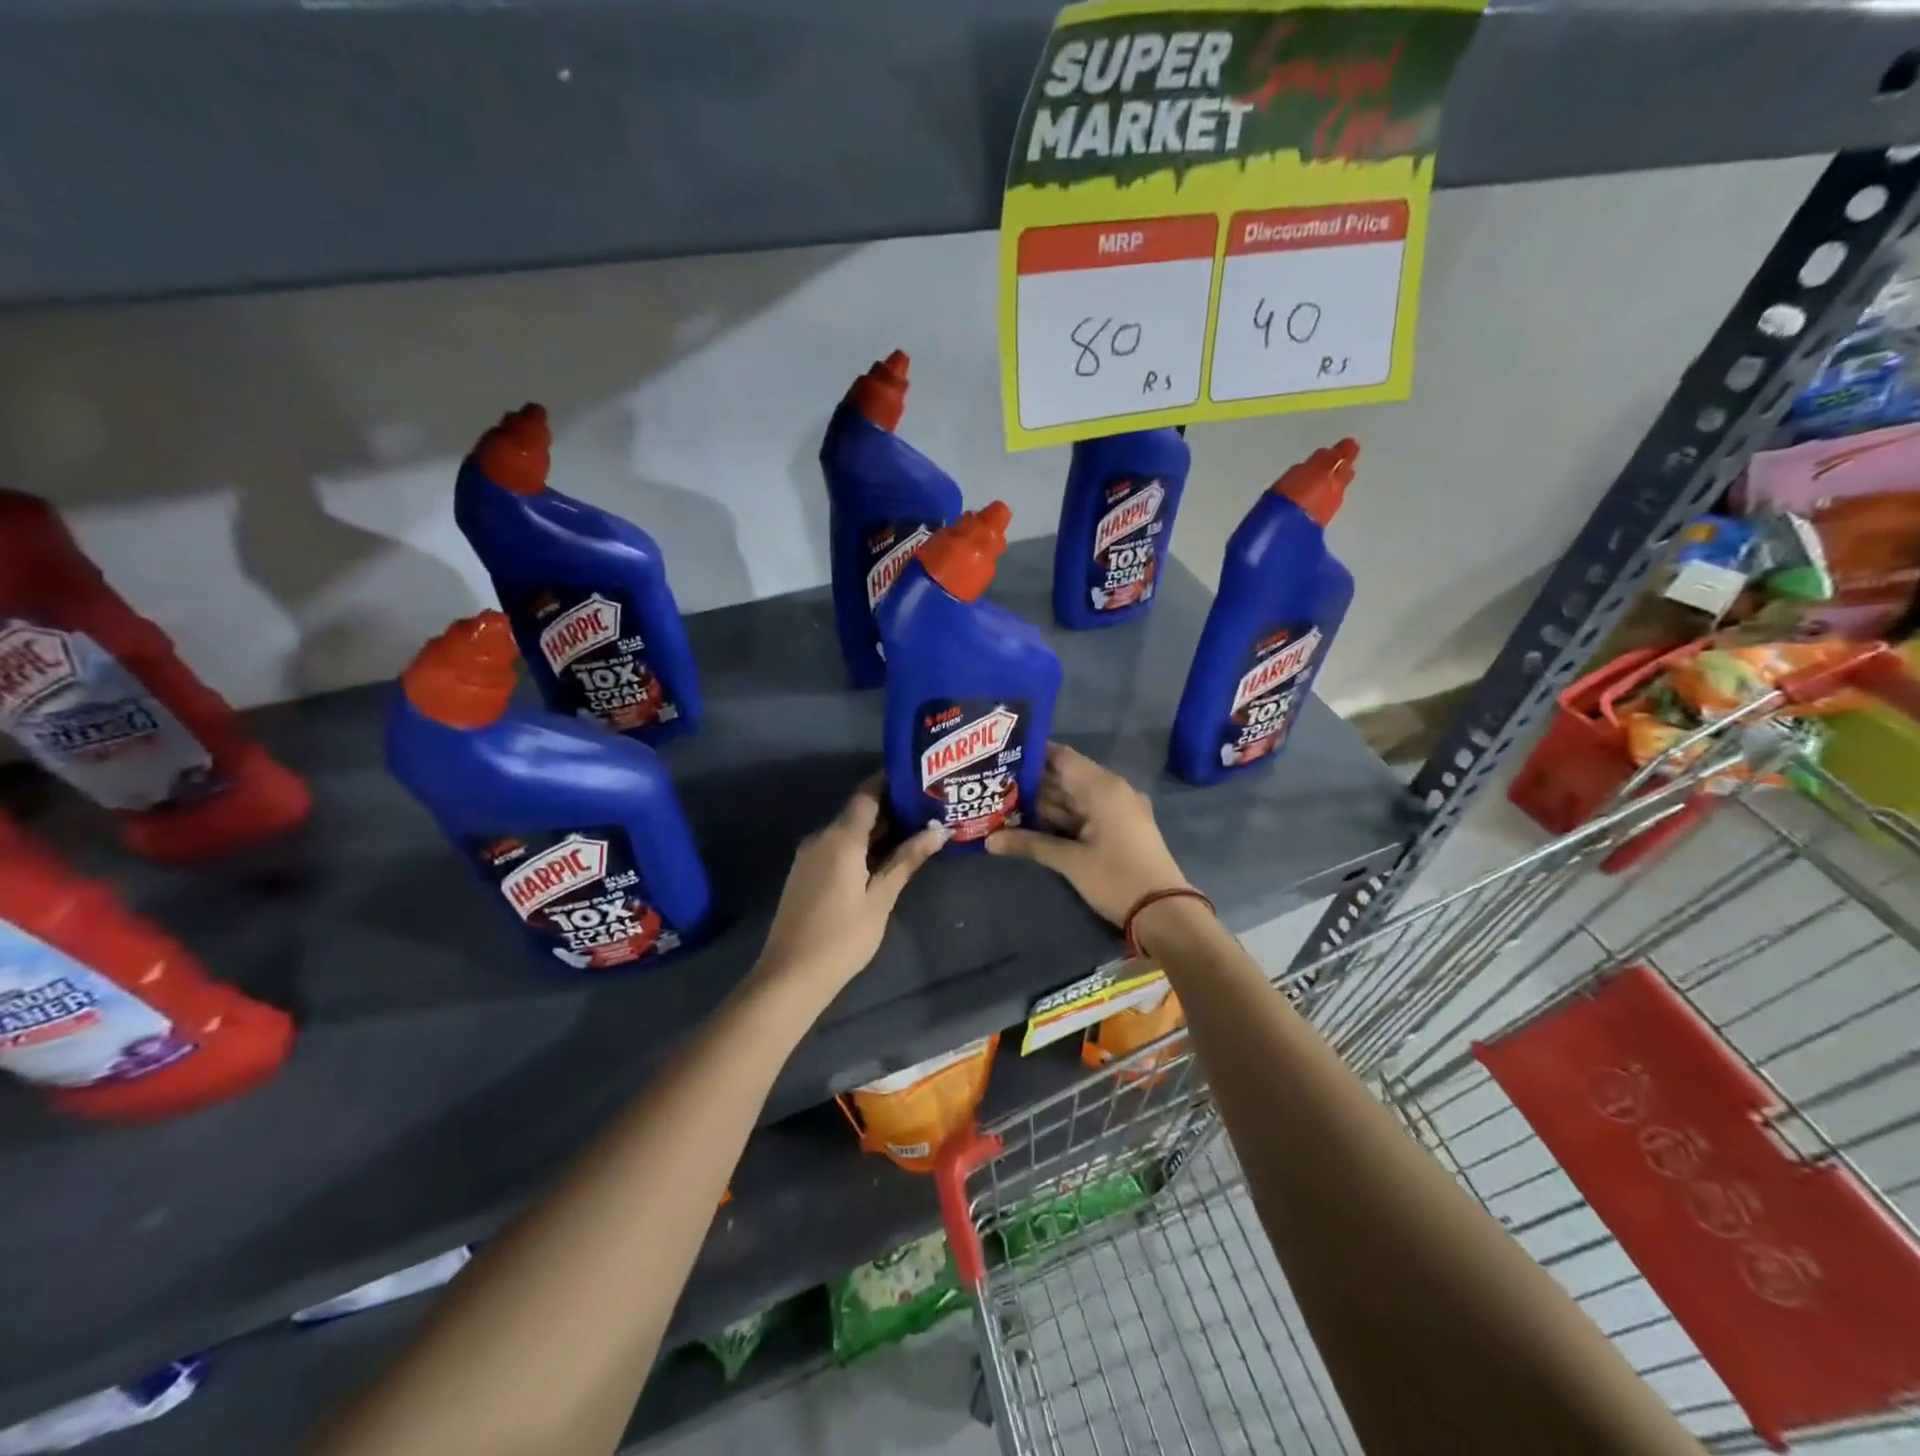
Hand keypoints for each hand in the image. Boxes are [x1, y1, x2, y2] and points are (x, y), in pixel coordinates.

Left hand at [755, 776, 947, 992]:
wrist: (790, 976)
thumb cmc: (842, 937)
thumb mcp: (881, 898)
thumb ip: (907, 860)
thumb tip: (940, 831)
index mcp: (840, 837)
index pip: (868, 794)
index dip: (892, 782)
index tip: (921, 778)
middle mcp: (821, 838)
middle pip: (859, 812)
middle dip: (893, 809)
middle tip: (931, 809)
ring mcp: (810, 856)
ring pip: (849, 831)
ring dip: (879, 830)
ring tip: (918, 832)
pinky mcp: (807, 874)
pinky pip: (838, 848)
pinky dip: (863, 846)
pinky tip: (887, 858)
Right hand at [987, 743, 1189, 925]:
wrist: (1165, 911)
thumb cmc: (1117, 878)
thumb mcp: (1070, 861)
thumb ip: (1029, 844)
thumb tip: (988, 840)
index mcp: (1102, 787)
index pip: (1061, 757)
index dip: (1031, 754)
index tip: (1000, 755)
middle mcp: (1111, 790)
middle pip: (1065, 777)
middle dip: (1031, 782)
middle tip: (993, 783)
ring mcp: (1117, 810)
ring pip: (1073, 798)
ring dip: (1043, 803)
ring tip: (1003, 801)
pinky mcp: (1118, 828)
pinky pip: (1084, 814)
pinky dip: (1060, 818)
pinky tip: (1030, 823)